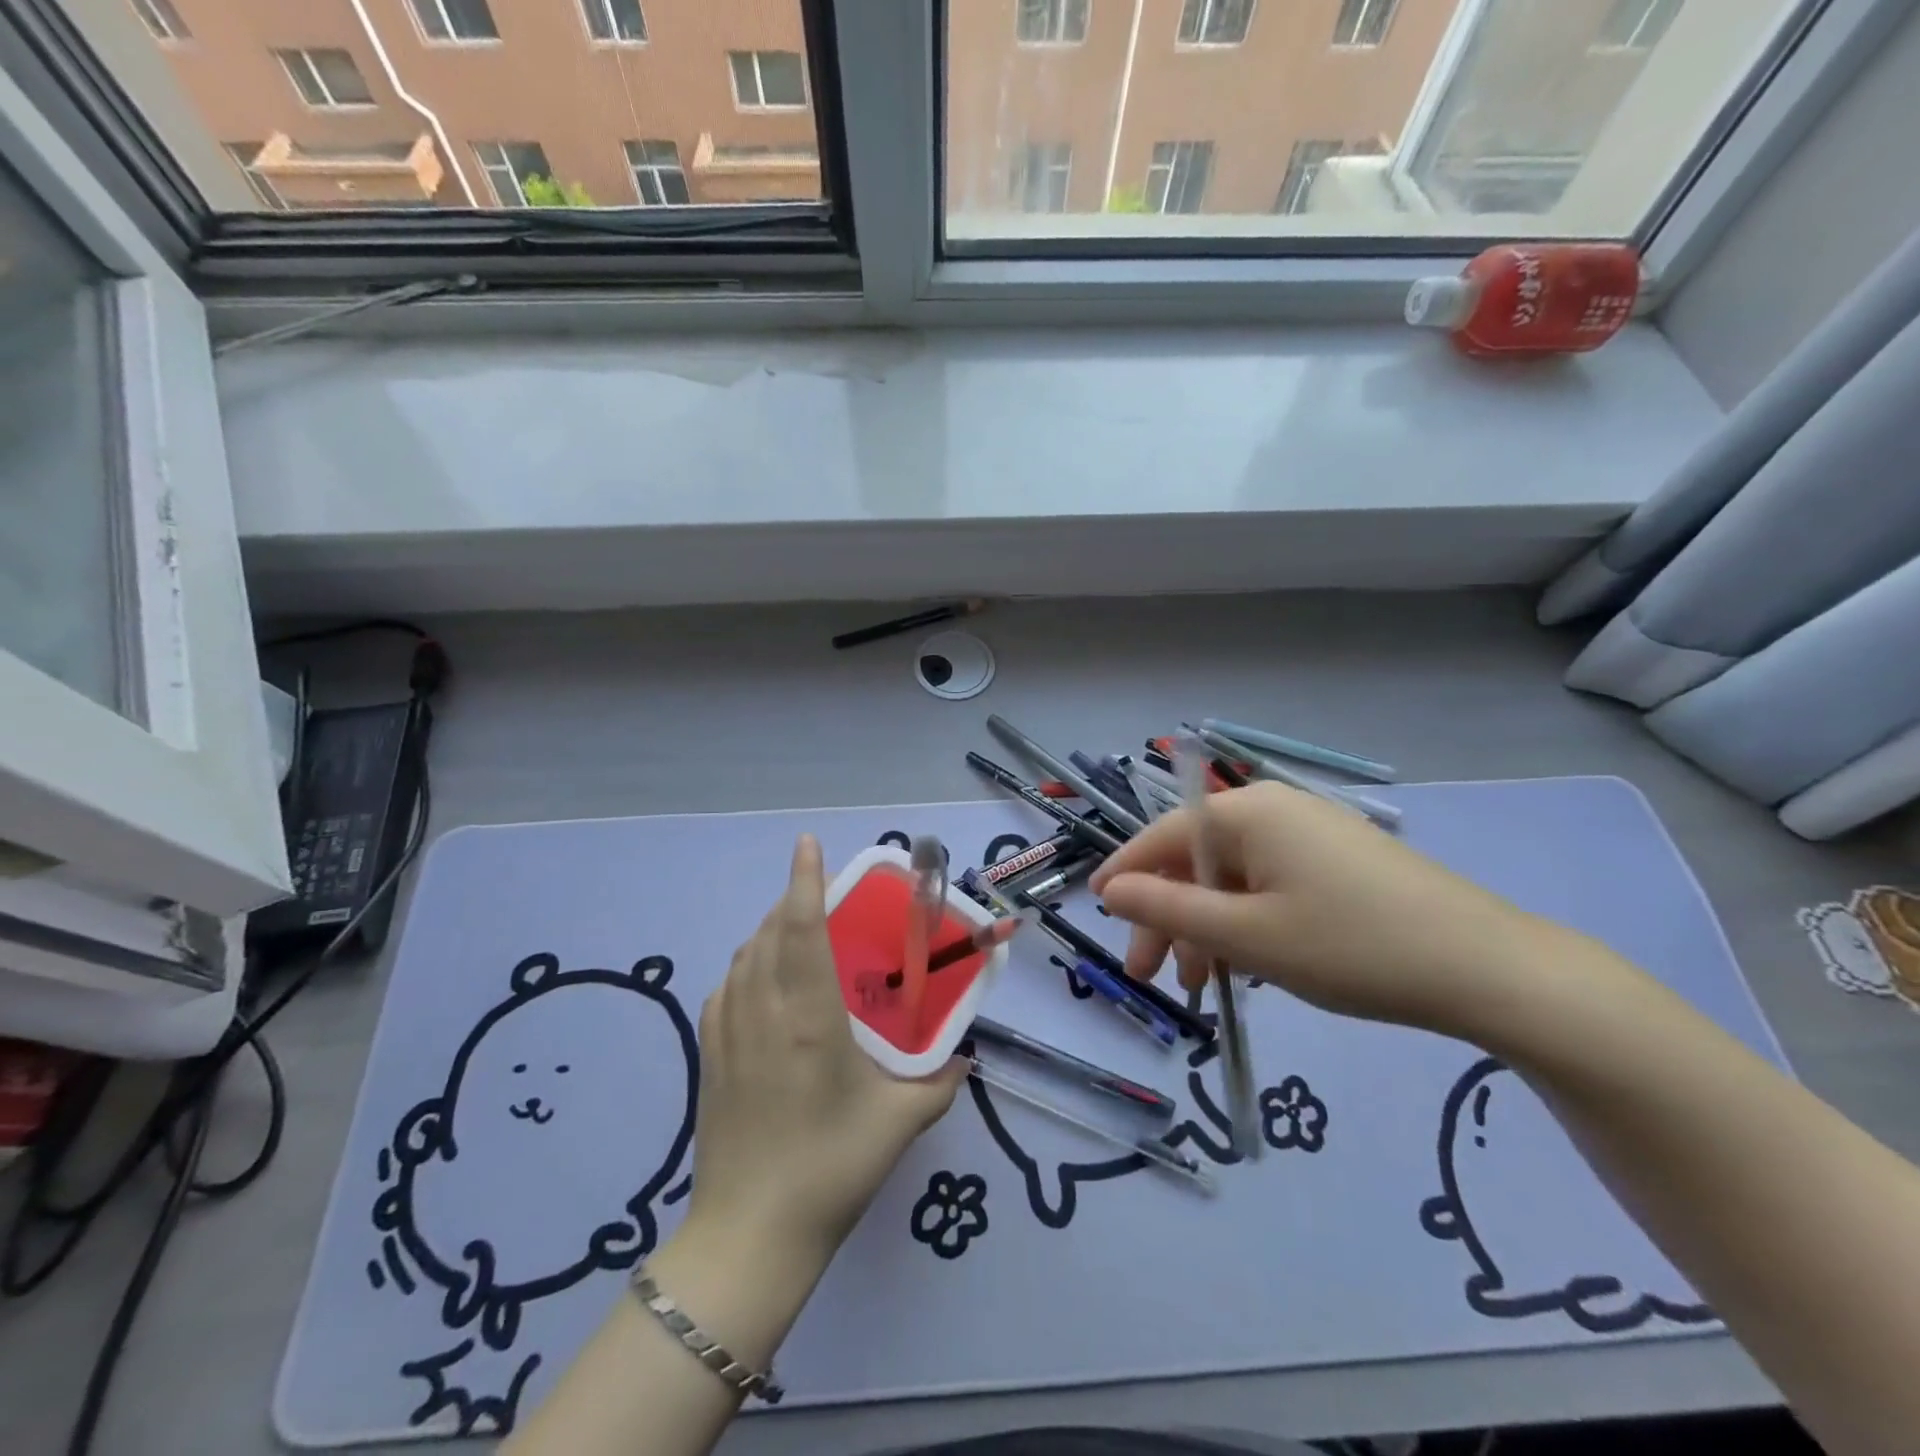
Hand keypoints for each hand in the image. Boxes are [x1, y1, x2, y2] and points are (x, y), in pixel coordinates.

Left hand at [684, 835, 965, 1267]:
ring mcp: (727, 1032)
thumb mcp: (899, 1123)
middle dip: (791, 902)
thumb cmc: (830, 1168)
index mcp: (807, 1017)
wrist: (749, 1235)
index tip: (807, 843)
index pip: (799, 929)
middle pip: (768, 933)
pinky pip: (727, 988)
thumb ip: (940, 1082)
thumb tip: (963, 1057)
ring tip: (798, 934)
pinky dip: (747, 966)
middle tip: (822, 897)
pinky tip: (765, 984)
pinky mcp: (708, 1055)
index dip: (802, 880)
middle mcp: (762, 1011)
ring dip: (768, 932)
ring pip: (743, 957)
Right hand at [1090, 781, 1576, 1041]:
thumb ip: (1168, 909)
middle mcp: (1275, 809)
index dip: (1126, 874)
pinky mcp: (1340, 860)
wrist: (1489, 970)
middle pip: (1197, 859)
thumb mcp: (1247, 935)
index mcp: (1247, 813)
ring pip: (1234, 877)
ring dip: (1208, 927)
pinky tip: (1252, 965)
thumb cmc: (1351, 947)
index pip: (1162, 836)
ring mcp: (1312, 833)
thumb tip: (1109, 889)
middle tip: (1153, 975)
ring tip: (1205, 986)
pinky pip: (1271, 884)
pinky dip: (1249, 922)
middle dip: (1169, 916)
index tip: (1096, 910)